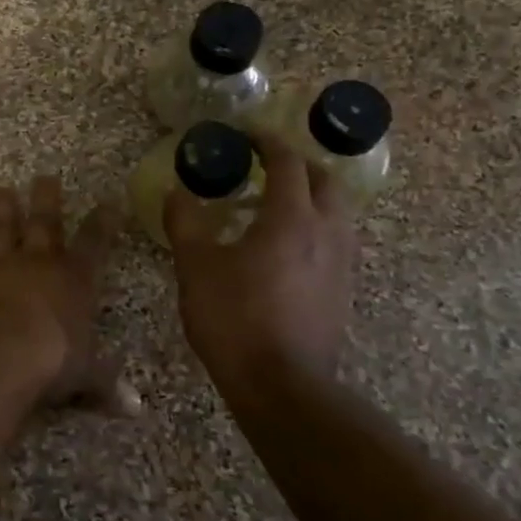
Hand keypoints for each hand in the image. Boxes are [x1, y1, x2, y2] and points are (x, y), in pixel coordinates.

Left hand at [0, 176, 137, 412]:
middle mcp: (38, 263)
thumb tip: (135, 408)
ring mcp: (0, 266)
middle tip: (45, 177)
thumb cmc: (51, 361)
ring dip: (2, 210)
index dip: (102, 223)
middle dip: (47, 199)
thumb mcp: (85, 375)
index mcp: (74, 279)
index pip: (94, 243)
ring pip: (2, 229)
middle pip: (44, 222)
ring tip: (0, 190)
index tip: (107, 202)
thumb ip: (106, 383)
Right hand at [165, 134, 357, 387]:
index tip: (245, 135)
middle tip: (266, 166)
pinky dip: (315, 226)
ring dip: (311, 196)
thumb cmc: (234, 318)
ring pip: (336, 211)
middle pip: (325, 180)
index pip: (287, 162)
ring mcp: (341, 263)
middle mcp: (326, 232)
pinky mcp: (343, 290)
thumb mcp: (195, 266)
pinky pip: (335, 240)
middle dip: (297, 165)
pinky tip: (286, 248)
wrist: (281, 385)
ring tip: (276, 205)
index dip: (266, 141)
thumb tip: (177, 191)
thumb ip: (185, 222)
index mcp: (291, 218)